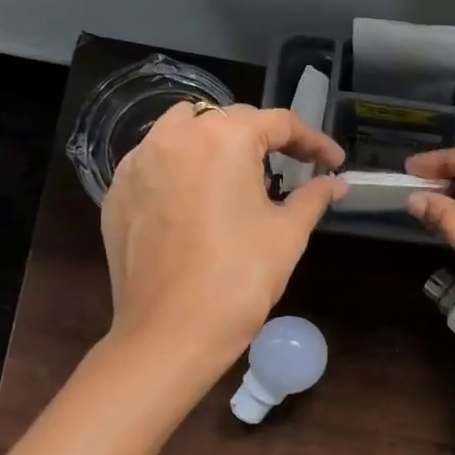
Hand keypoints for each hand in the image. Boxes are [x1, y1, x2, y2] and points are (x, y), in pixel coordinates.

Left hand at [103, 103, 344, 368]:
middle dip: (266, 139)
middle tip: (293, 168)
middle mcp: (176, 137)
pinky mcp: (118, 192)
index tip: (333, 163)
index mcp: (224, 139)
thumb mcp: (288, 235)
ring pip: (184, 130)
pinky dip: (183, 166)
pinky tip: (198, 198)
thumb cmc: (240, 279)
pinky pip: (156, 161)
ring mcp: (139, 162)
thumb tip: (336, 183)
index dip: (313, 141)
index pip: (279, 123)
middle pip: (230, 120)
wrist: (170, 333)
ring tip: (240, 174)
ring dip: (218, 142)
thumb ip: (313, 198)